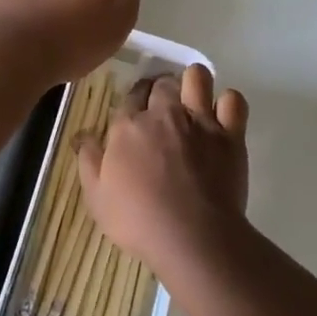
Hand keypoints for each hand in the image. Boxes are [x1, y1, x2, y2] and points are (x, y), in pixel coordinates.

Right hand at [77, 65, 249, 269]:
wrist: (192, 238)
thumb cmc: (139, 221)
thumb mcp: (97, 198)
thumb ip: (88, 160)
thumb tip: (83, 134)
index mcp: (129, 126)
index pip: (130, 96)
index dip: (134, 102)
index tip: (136, 117)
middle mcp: (164, 113)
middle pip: (162, 83)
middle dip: (161, 91)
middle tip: (163, 112)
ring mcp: (200, 120)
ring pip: (198, 77)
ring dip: (194, 84)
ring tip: (193, 103)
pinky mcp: (230, 134)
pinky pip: (234, 101)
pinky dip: (228, 104)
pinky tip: (222, 118)